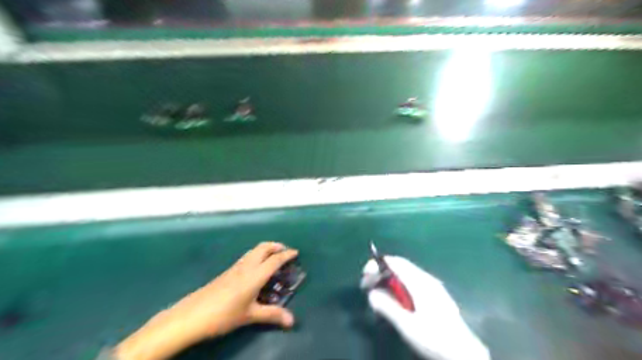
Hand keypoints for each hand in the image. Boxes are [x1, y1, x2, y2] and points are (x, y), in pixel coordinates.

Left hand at [114, 242, 298, 359]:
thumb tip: (292, 321)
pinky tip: (255, 268)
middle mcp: (246, 266)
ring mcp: (235, 267)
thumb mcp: (250, 315)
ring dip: (265, 249)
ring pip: (253, 250)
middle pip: (263, 247)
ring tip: (272, 257)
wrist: (191, 316)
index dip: (287, 255)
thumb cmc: (224, 315)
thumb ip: (272, 315)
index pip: (275, 260)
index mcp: (255, 274)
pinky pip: (247, 257)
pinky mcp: (227, 272)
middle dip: (276, 246)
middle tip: (285, 252)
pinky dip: (256, 255)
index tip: (296, 252)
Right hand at [361, 256, 492, 359]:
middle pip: (400, 266)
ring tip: (380, 293)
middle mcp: (426, 279)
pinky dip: (400, 284)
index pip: (395, 262)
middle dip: (382, 272)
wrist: (464, 353)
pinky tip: (397, 299)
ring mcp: (433, 286)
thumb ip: (387, 307)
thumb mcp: (407, 325)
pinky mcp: (436, 294)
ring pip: (406, 273)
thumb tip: (371, 293)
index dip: (378, 264)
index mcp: (419, 282)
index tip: (365, 275)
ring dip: (390, 279)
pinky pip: (413, 281)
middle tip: (369, 285)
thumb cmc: (434, 338)